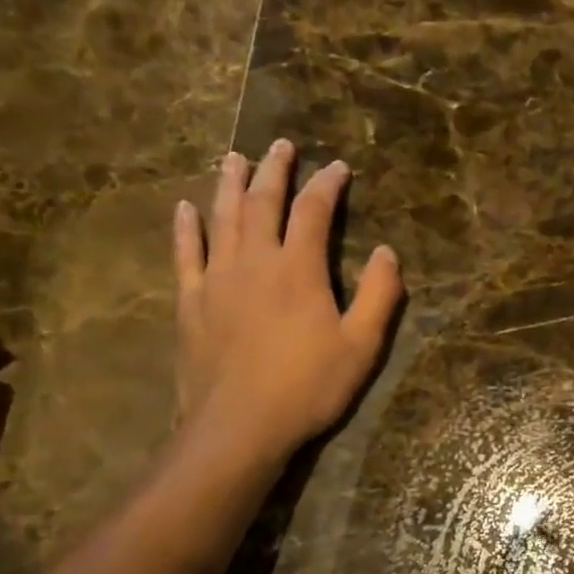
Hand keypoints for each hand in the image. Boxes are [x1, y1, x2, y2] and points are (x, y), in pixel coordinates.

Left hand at [171, 141, 401, 478]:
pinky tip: (184, 208)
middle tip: (282, 144)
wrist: (238, 428)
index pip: (313, 211)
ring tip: (235, 158)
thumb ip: (380, 295)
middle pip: (262, 202)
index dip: (327, 185)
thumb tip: (388, 251)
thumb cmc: (308, 387)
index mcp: (298, 268)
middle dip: (275, 170)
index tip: (338, 166)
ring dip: (229, 184)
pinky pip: (185, 254)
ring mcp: (216, 279)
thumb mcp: (362, 346)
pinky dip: (185, 228)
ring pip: (221, 218)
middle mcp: (254, 261)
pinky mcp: (190, 302)